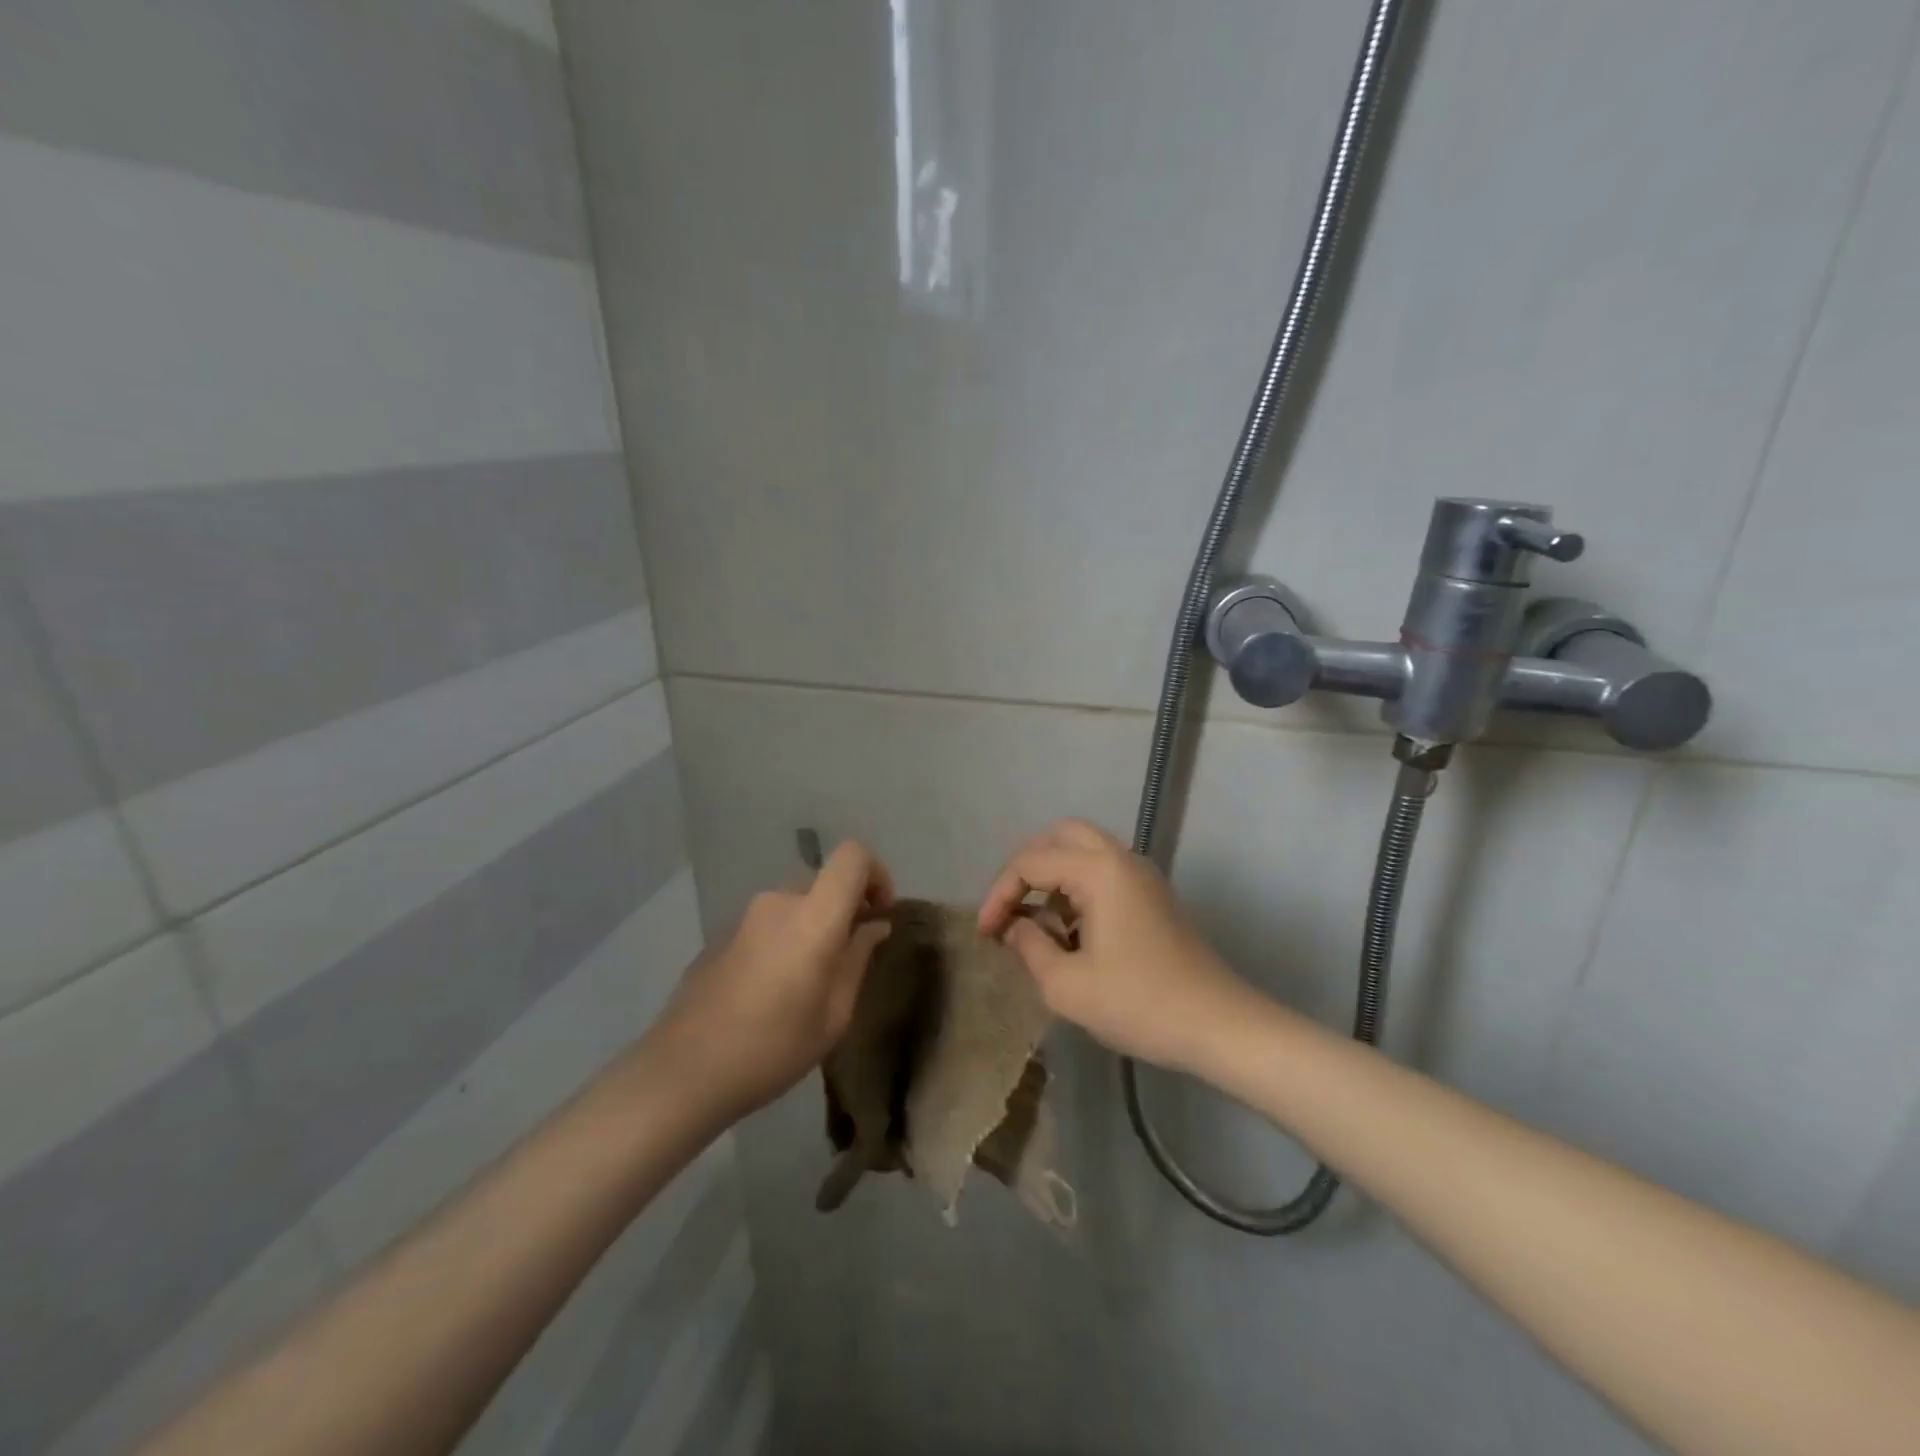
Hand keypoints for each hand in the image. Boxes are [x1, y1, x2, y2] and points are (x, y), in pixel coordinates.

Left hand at [653, 841, 893, 1117]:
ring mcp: (744, 917)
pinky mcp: (721, 935)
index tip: (879, 913)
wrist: (681, 1073)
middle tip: (848, 958)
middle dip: (845, 910)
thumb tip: (874, 926)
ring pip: (796, 905)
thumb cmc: (771, 1049)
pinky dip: (784, 941)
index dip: (876, 873)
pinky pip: (768, 924)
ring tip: (809, 983)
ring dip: (813, 929)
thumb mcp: (833, 1015)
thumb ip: (857, 960)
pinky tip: (772, 992)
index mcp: (813, 916)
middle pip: (824, 883)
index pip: (853, 855)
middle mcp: (778, 902)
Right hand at [978, 819, 1251, 1071]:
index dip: (999, 894)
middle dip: (1026, 868)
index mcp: (1099, 870)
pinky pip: (1104, 871)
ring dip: (1053, 876)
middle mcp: (1121, 858)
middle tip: (1009, 906)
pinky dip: (1077, 887)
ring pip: (1084, 850)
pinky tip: (1070, 932)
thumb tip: (1017, 927)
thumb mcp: (1067, 986)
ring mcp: (1141, 875)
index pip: (1031, 863)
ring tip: (1036, 923)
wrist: (1219, 1025)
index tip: (985, 933)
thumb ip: (1030, 947)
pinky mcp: (1153, 895)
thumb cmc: (1139, 1004)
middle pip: (1059, 836)